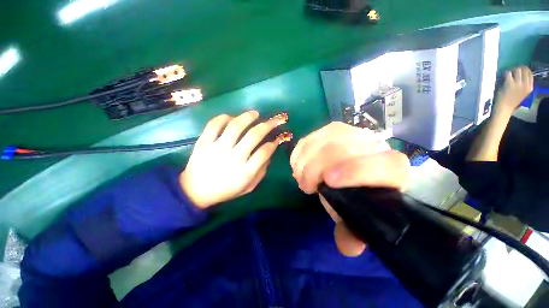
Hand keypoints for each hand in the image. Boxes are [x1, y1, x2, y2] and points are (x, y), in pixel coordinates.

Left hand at [180, 111, 286, 208]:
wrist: (195, 191)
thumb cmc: (225, 190)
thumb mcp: (248, 187)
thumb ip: (261, 172)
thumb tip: (269, 154)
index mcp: (245, 172)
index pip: (264, 152)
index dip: (273, 143)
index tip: (277, 138)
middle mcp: (233, 158)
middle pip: (254, 136)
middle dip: (267, 125)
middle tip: (273, 120)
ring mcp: (217, 148)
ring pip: (235, 126)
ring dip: (248, 117)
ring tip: (255, 114)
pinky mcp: (203, 143)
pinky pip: (214, 124)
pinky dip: (224, 118)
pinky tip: (231, 118)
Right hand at [290, 122, 409, 256]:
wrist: (357, 167)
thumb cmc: (359, 193)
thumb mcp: (357, 215)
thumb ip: (353, 232)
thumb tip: (348, 246)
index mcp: (391, 170)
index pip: (383, 165)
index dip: (354, 171)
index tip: (327, 183)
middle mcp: (373, 145)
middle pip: (338, 149)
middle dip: (314, 169)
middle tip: (305, 186)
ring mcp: (350, 132)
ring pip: (319, 143)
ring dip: (303, 162)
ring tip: (301, 177)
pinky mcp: (331, 129)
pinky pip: (309, 139)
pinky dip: (299, 153)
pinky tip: (299, 165)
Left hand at [495, 66, 533, 114]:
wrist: (504, 108)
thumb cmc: (512, 102)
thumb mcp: (523, 93)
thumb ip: (524, 84)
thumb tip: (522, 74)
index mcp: (530, 87)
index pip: (530, 73)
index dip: (524, 70)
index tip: (519, 71)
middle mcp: (525, 84)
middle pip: (524, 69)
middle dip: (517, 69)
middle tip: (512, 72)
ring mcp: (518, 83)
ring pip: (517, 70)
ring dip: (511, 71)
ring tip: (507, 76)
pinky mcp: (509, 83)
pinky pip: (508, 73)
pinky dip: (505, 74)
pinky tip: (502, 78)